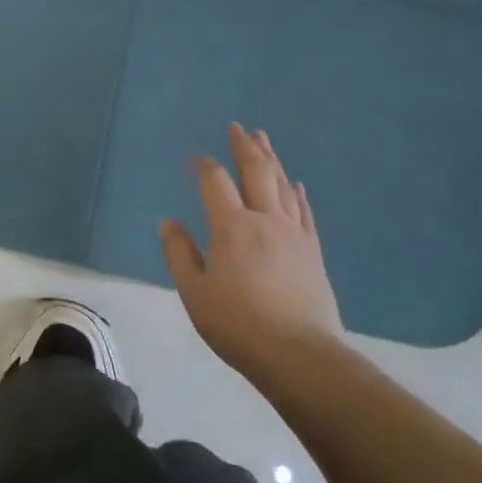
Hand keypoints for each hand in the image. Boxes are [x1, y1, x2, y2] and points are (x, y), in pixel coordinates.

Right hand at [159, 122, 342, 375]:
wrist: (299, 355)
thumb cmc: (238, 325)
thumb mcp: (194, 292)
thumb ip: (179, 254)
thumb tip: (169, 221)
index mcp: (231, 227)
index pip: (214, 182)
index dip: (203, 166)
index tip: (193, 159)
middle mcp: (264, 220)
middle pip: (256, 172)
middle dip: (244, 147)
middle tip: (237, 126)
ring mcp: (293, 234)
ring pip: (282, 185)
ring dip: (271, 159)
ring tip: (263, 140)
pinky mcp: (313, 251)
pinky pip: (304, 212)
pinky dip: (297, 193)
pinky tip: (296, 183)